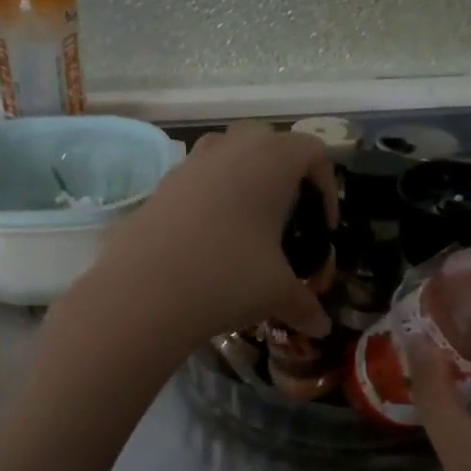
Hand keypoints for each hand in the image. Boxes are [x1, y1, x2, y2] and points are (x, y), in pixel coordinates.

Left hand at [68, 123, 336, 354]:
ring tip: (248, 223)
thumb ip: (304, 304)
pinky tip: (209, 238)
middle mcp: (233, 147)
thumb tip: (322, 328)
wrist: (144, 290)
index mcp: (272, 160)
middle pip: (270, 141)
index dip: (327, 185)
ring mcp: (192, 162)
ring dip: (245, 177)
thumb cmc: (228, 277)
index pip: (314, 150)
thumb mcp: (276, 292)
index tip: (322, 226)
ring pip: (229, 151)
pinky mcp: (162, 183)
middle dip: (285, 173)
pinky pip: (198, 176)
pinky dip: (211, 195)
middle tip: (288, 216)